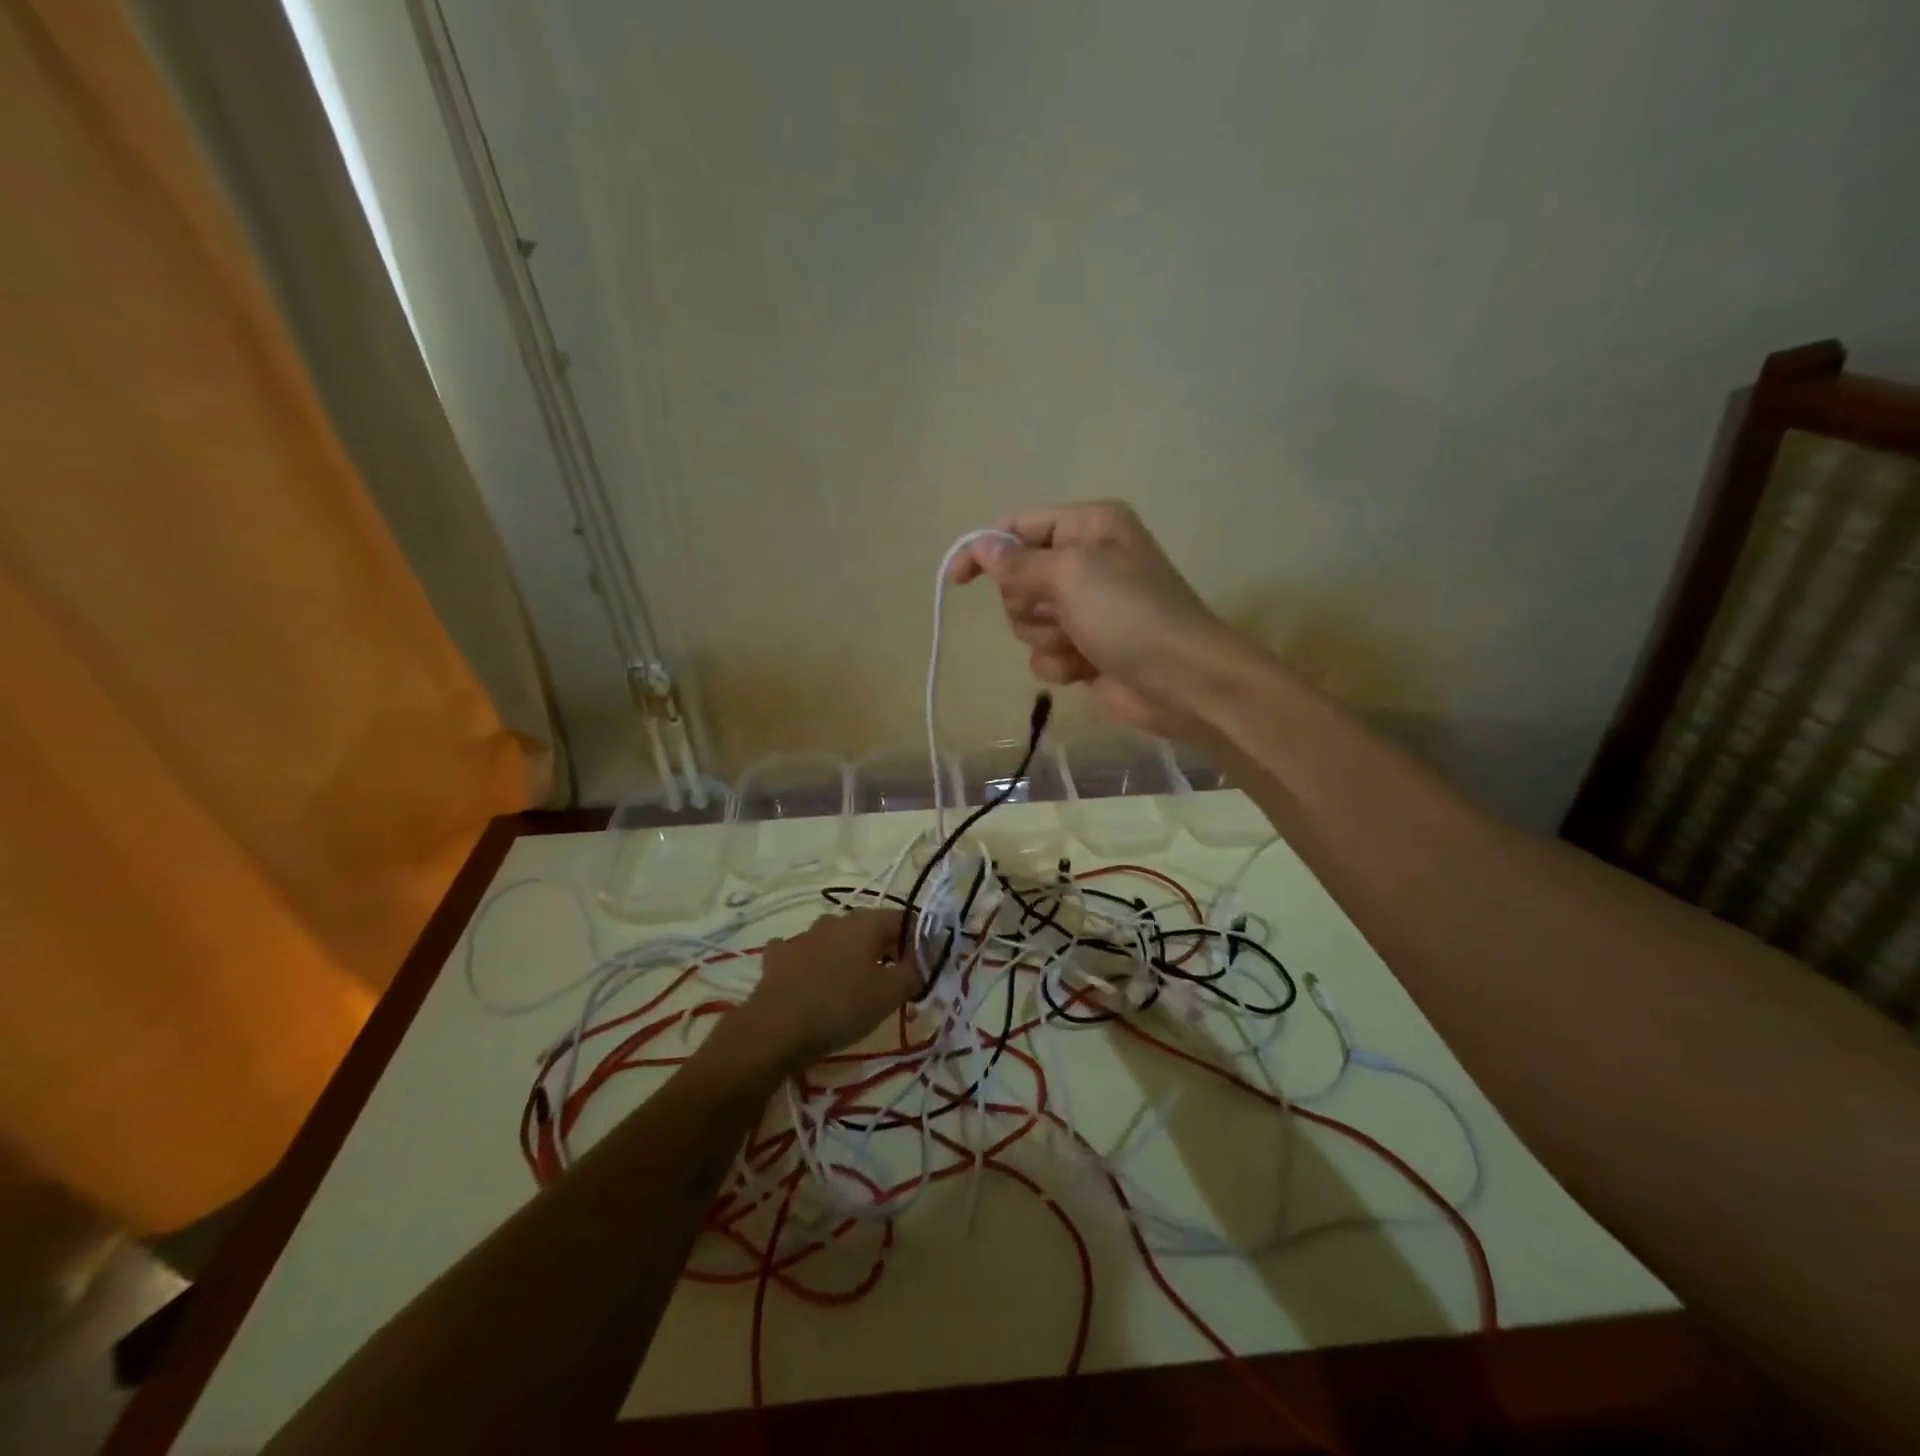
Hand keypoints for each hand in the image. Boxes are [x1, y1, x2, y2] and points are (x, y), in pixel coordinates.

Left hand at [732, 910, 916, 1072]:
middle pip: (871, 928)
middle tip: (893, 982)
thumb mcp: (890, 994)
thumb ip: (914, 972)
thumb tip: (923, 960)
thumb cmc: (841, 1007)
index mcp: (866, 922)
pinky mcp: (778, 956)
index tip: (921, 968)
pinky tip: (813, 981)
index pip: (904, 919)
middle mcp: (835, 919)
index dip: (917, 942)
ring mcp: (803, 935)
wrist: (775, 1029)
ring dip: (849, 956)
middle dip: (885, 950)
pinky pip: (804, 953)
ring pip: (837, 940)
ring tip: (854, 987)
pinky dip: (814, 963)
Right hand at [949, 500, 1242, 739]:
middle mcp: (1085, 561)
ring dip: (1047, 637)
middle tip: (1062, 612)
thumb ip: (1019, 561)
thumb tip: (979, 546)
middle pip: (1017, 579)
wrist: (1183, 682)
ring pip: (1025, 621)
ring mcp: (1085, 608)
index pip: (1018, 526)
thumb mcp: (1072, 573)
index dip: (983, 550)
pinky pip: (1044, 653)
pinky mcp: (1084, 648)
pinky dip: (1060, 663)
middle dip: (1030, 603)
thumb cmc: (1130, 614)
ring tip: (1081, 642)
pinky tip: (1086, 667)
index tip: (956, 579)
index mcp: (1088, 526)